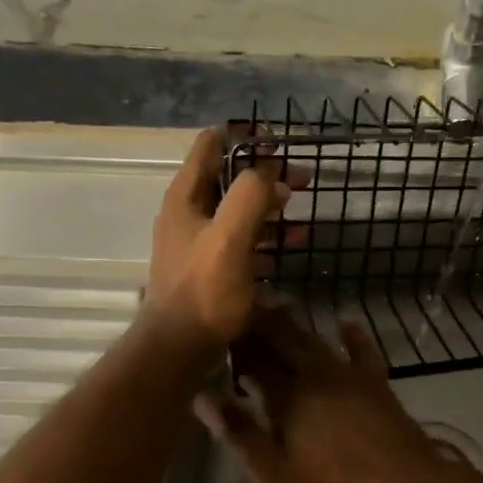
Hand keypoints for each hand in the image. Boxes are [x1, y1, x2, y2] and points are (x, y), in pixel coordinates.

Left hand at [146, 129, 294, 356]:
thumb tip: (270, 175)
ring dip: (269, 203)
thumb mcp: (229, 237)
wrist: (180, 346)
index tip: (278, 141)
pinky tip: (293, 241)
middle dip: (265, 172)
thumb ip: (249, 196)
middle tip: (302, 176)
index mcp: (186, 196)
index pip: (211, 144)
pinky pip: (242, 238)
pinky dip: (266, 233)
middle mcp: (189, 212)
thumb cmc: (204, 290)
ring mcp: (198, 241)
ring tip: (301, 204)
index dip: (244, 136)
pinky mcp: (210, 267)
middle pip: (229, 176)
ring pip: (238, 208)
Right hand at [195, 308, 445, 482]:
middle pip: (283, 339)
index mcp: (287, 395)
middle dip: (259, 323)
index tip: (216, 333)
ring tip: (274, 308)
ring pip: (315, 340)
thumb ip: (240, 433)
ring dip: (293, 324)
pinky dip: (352, 336)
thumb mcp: (276, 475)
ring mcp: (350, 376)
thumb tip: (201, 396)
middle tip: (240, 309)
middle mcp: (316, 374)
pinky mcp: (377, 384)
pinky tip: (346, 323)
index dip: (234, 344)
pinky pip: (362, 351)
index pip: (252, 359)